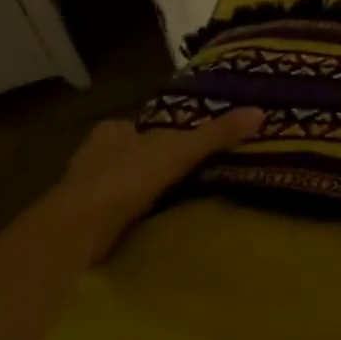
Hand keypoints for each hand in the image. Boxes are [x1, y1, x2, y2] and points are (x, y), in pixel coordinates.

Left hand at [55, 108, 265, 256]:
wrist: (80, 227)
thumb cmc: (128, 176)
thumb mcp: (182, 149)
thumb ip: (218, 133)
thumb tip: (260, 112)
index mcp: (113, 129)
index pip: (142, 127)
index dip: (162, 135)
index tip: (185, 148)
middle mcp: (93, 153)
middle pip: (131, 154)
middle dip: (151, 164)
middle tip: (183, 176)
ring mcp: (83, 188)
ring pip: (119, 183)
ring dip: (139, 192)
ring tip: (171, 202)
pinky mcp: (80, 220)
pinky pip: (112, 212)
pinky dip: (129, 216)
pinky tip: (147, 224)